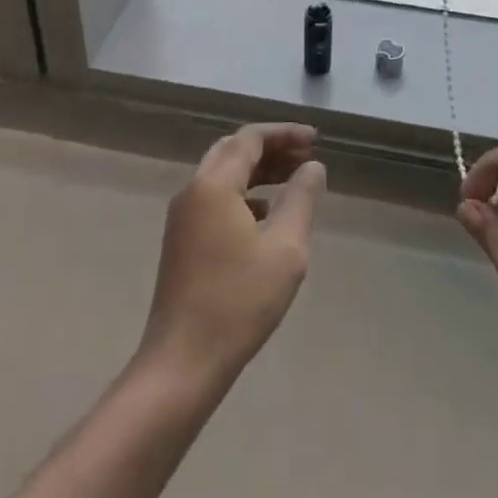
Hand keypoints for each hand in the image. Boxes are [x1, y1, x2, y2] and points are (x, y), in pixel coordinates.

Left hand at [140, 123, 326, 384]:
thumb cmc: (237, 302)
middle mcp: (193, 190)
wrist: (181, 364)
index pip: (251, 138)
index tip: (316, 140)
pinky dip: (243, 193)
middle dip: (271, 148)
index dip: (285, 133)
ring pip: (223, 174)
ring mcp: (183, 217)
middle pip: (233, 150)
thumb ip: (300, 199)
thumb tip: (312, 167)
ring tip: (292, 179)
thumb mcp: (284, 249)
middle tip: (305, 155)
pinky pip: (215, 198)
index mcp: (214, 184)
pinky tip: (265, 215)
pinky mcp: (181, 241)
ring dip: (257, 170)